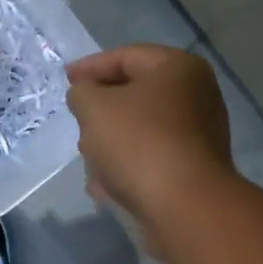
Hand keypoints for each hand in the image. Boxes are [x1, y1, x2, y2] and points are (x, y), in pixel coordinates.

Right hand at [66, 45, 235, 241]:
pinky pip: (150, 161)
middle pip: (134, 96)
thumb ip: (82, 93)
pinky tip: (105, 187)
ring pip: (139, 132)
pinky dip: (127, 169)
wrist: (183, 207)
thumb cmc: (139, 144)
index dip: (90, 67)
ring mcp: (197, 137)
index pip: (126, 57)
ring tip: (90, 161)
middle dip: (101, 112)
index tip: (65, 80)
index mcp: (178, 69)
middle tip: (78, 124)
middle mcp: (195, 97)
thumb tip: (86, 96)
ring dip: (111, 145)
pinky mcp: (191, 172)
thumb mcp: (95, 108)